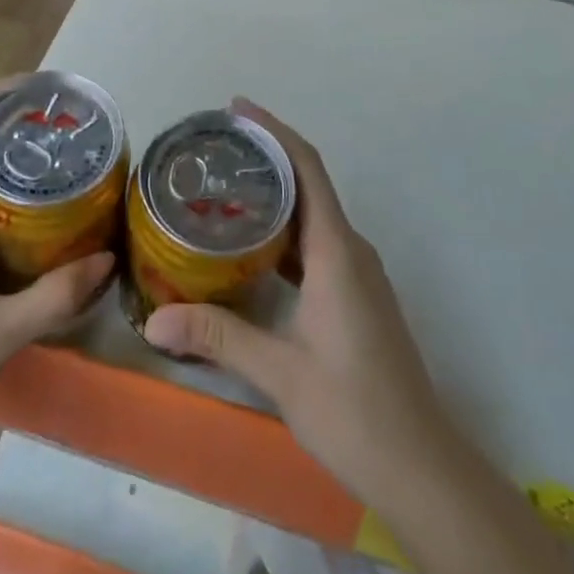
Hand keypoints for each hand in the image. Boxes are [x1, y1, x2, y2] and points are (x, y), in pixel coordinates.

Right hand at [143, 99, 455, 499]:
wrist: (420, 465)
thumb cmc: (354, 409)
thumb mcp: (280, 372)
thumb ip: (218, 338)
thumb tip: (153, 322)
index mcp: (336, 250)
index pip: (307, 168)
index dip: (274, 131)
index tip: (238, 108)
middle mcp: (350, 249)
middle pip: (308, 182)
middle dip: (267, 156)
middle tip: (215, 149)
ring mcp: (357, 273)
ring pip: (313, 214)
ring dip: (275, 194)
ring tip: (224, 189)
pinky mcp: (356, 295)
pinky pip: (317, 243)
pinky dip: (285, 230)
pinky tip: (252, 247)